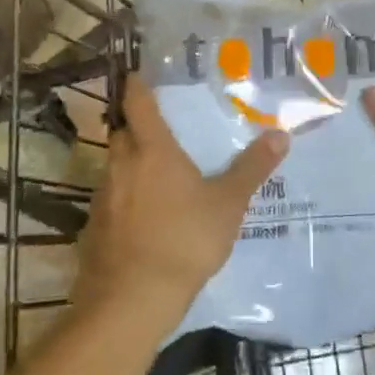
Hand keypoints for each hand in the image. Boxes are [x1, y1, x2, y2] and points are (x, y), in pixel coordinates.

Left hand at [75, 74, 288, 330]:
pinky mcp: (94, 226)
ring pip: (114, 166)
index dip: (137, 85)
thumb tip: (280, 135)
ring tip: (156, 173)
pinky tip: (143, 216)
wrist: (130, 301)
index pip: (137, 103)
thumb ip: (251, 169)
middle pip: (122, 132)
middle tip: (160, 128)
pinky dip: (124, 197)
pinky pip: (110, 198)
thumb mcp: (227, 205)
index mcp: (152, 150)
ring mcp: (103, 196)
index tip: (138, 74)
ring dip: (130, 163)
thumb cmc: (183, 241)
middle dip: (135, 126)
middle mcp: (121, 164)